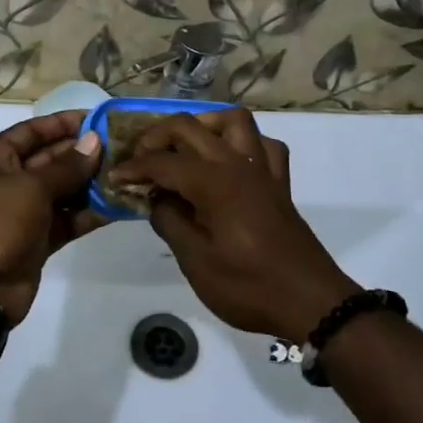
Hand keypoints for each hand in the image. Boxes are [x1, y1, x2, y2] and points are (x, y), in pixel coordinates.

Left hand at [0, 110, 105, 323]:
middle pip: (50, 159)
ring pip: (62, 190)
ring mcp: (22, 211)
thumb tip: (95, 141)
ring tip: (126, 173)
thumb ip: (66, 166)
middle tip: (121, 147)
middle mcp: (6, 180)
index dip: (64, 123)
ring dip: (91, 184)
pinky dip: (88, 213)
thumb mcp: (30, 188)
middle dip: (83, 154)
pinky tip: (118, 205)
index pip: (32, 131)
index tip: (98, 119)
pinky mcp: (37, 239)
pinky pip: (67, 219)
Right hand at [107, 109, 354, 340]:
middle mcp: (236, 163)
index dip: (133, 168)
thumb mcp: (196, 261)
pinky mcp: (278, 183)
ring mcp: (262, 169)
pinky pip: (262, 145)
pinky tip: (227, 161)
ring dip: (202, 125)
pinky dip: (241, 143)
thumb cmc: (248, 286)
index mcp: (212, 182)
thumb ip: (170, 221)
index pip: (162, 162)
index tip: (113, 179)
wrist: (310, 301)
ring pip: (232, 121)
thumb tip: (156, 199)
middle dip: (156, 137)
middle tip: (138, 161)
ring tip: (183, 148)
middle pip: (189, 127)